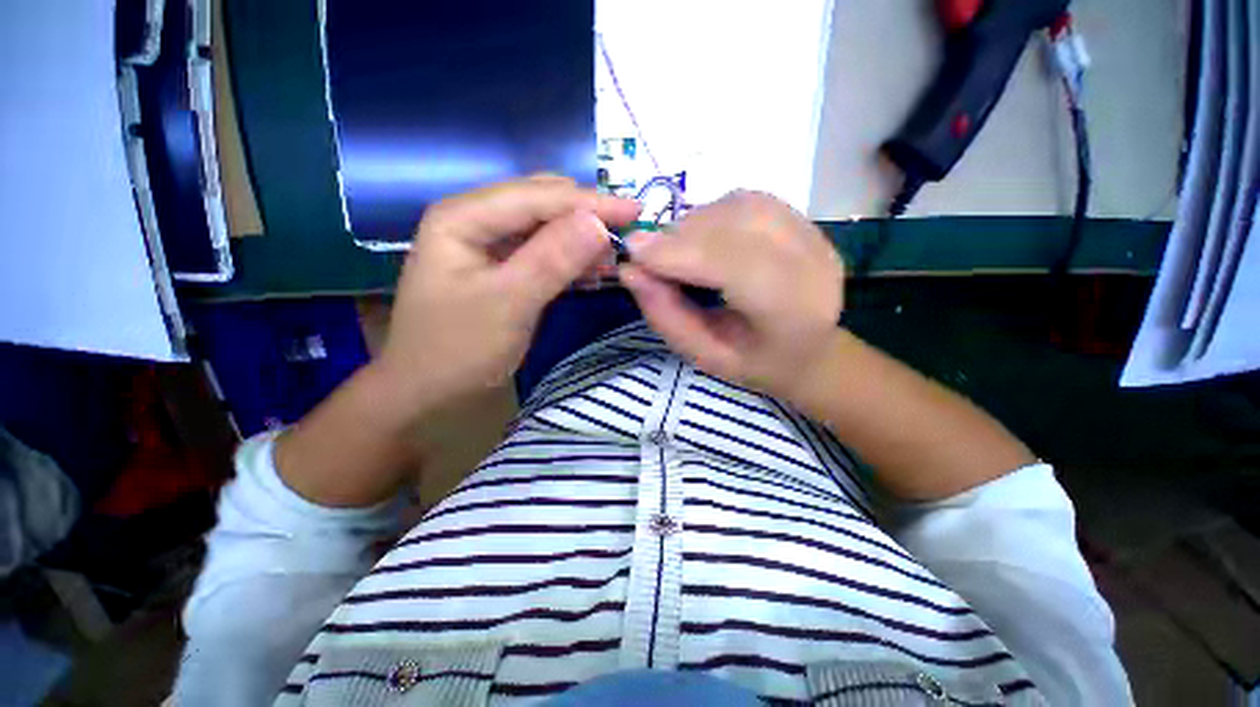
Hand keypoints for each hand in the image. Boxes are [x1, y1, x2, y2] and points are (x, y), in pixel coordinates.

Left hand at [376, 175, 640, 417]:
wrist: (428, 391)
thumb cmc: (458, 349)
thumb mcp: (508, 304)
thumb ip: (552, 260)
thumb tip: (599, 222)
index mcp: (463, 217)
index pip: (537, 196)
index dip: (590, 202)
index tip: (636, 212)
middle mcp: (475, 220)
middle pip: (541, 204)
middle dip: (585, 217)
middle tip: (626, 236)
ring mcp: (489, 245)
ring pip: (546, 228)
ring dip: (580, 239)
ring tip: (613, 257)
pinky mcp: (502, 268)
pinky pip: (543, 252)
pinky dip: (570, 259)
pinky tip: (591, 272)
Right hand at [619, 191, 842, 402]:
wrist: (810, 350)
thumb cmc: (754, 363)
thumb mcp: (702, 355)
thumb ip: (666, 315)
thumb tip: (630, 269)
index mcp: (793, 313)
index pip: (734, 265)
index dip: (679, 252)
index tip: (632, 252)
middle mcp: (812, 264)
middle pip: (737, 226)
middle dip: (682, 236)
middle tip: (652, 256)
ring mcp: (814, 236)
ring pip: (741, 206)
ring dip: (696, 222)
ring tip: (678, 251)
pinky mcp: (806, 221)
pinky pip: (750, 201)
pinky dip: (714, 213)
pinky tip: (704, 238)